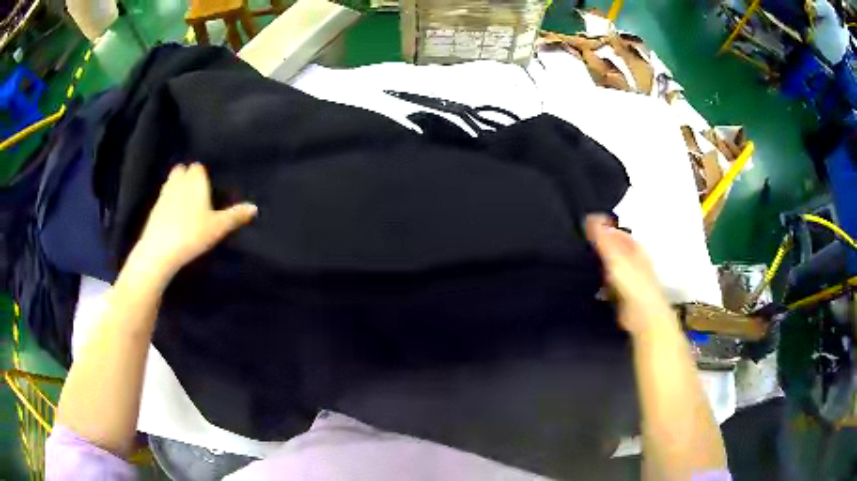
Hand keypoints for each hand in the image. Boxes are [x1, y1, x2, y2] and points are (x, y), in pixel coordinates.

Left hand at [127, 163, 256, 281]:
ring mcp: (163, 195)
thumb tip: (255, 208)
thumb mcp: (218, 227)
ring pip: (170, 183)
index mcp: (195, 181)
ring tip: (184, 204)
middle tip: (195, 193)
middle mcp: (178, 182)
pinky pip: (162, 199)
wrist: (160, 250)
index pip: (198, 167)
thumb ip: (235, 215)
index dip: (202, 175)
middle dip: (187, 176)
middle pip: (181, 170)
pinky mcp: (153, 209)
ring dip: (176, 187)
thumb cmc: (192, 234)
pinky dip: (167, 203)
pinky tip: (172, 217)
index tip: (207, 186)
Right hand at [585, 214, 675, 337]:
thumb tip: (591, 217)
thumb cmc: (633, 284)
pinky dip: (600, 282)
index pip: (617, 232)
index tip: (584, 226)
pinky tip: (590, 284)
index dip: (603, 228)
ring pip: (611, 266)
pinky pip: (608, 283)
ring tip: (581, 261)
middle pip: (614, 248)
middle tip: (580, 243)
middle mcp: (634, 260)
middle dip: (599, 246)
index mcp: (635, 248)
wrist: (644, 316)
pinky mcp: (624, 294)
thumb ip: (603, 239)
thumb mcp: (616, 257)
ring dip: (599, 264)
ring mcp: (630, 278)